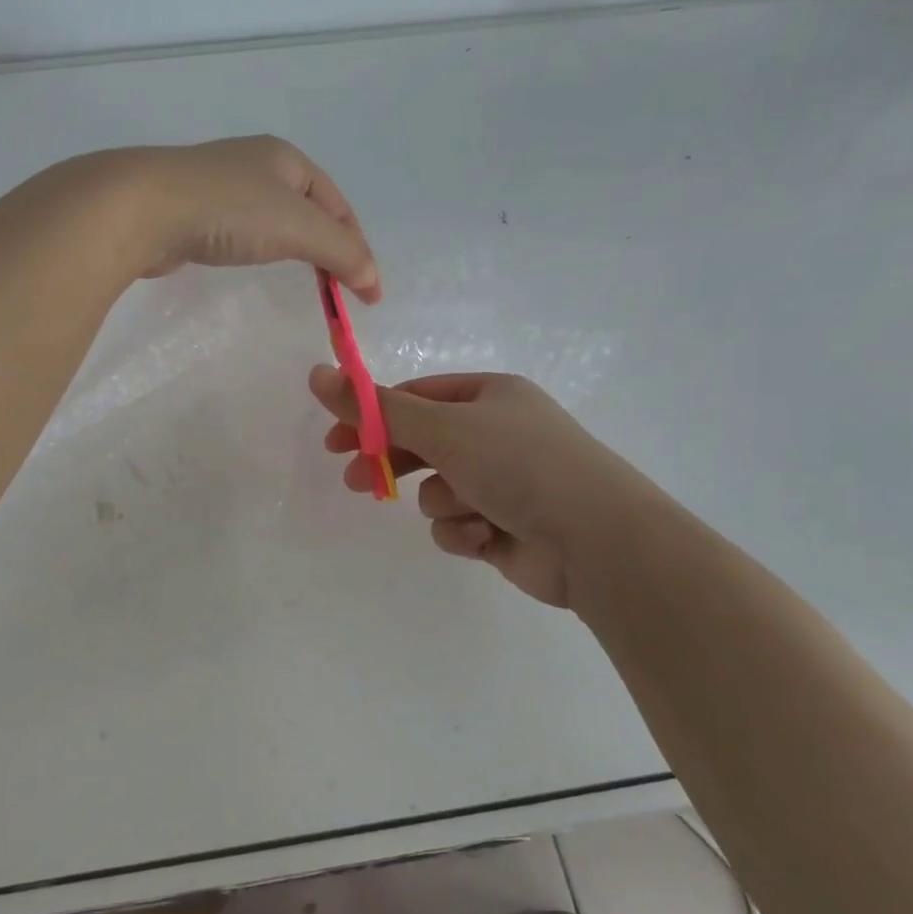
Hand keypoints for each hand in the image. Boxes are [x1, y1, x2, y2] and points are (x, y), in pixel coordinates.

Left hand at [73, 136, 380, 301]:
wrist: (144, 208)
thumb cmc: (230, 209)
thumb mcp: (298, 226)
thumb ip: (341, 252)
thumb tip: (372, 279)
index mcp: (287, 158)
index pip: (338, 205)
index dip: (357, 247)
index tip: (368, 291)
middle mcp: (256, 165)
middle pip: (308, 210)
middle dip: (328, 246)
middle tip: (339, 287)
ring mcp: (221, 186)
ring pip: (273, 220)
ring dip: (294, 247)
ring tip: (304, 278)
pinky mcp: (193, 211)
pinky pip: (240, 231)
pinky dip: (259, 249)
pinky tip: (252, 262)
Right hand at [308, 368, 648, 608]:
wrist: (595, 539)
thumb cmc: (518, 464)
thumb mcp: (441, 427)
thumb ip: (376, 408)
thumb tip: (317, 373)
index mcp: (489, 396)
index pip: (415, 397)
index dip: (372, 416)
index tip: (336, 439)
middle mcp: (496, 433)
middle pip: (423, 444)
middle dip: (393, 464)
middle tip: (353, 479)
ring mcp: (502, 482)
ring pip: (438, 490)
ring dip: (443, 502)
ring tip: (470, 509)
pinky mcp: (504, 526)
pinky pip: (458, 524)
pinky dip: (465, 531)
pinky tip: (489, 536)